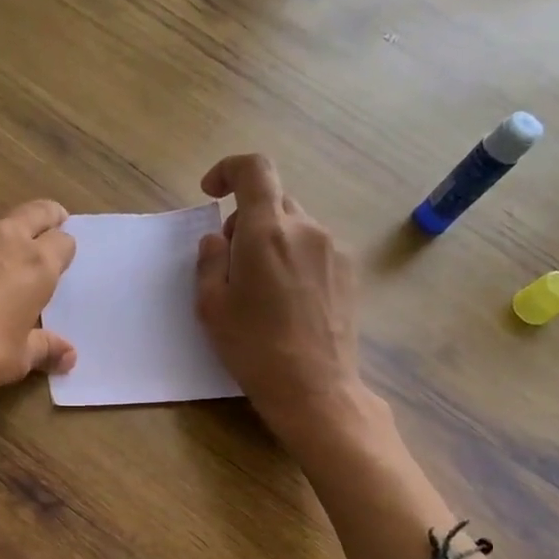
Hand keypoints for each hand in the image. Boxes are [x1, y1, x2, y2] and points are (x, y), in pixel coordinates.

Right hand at [195, 154, 368, 444]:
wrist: (315, 389)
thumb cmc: (254, 348)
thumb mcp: (212, 306)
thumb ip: (209, 262)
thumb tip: (217, 240)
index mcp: (267, 232)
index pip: (254, 169)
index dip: (229, 169)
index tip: (211, 193)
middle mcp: (306, 229)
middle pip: (273, 200)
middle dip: (246, 219)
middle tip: (230, 261)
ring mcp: (333, 249)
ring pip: (294, 225)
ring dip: (271, 240)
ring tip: (259, 287)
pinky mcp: (349, 272)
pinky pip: (313, 247)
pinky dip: (293, 257)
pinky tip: (287, 299)